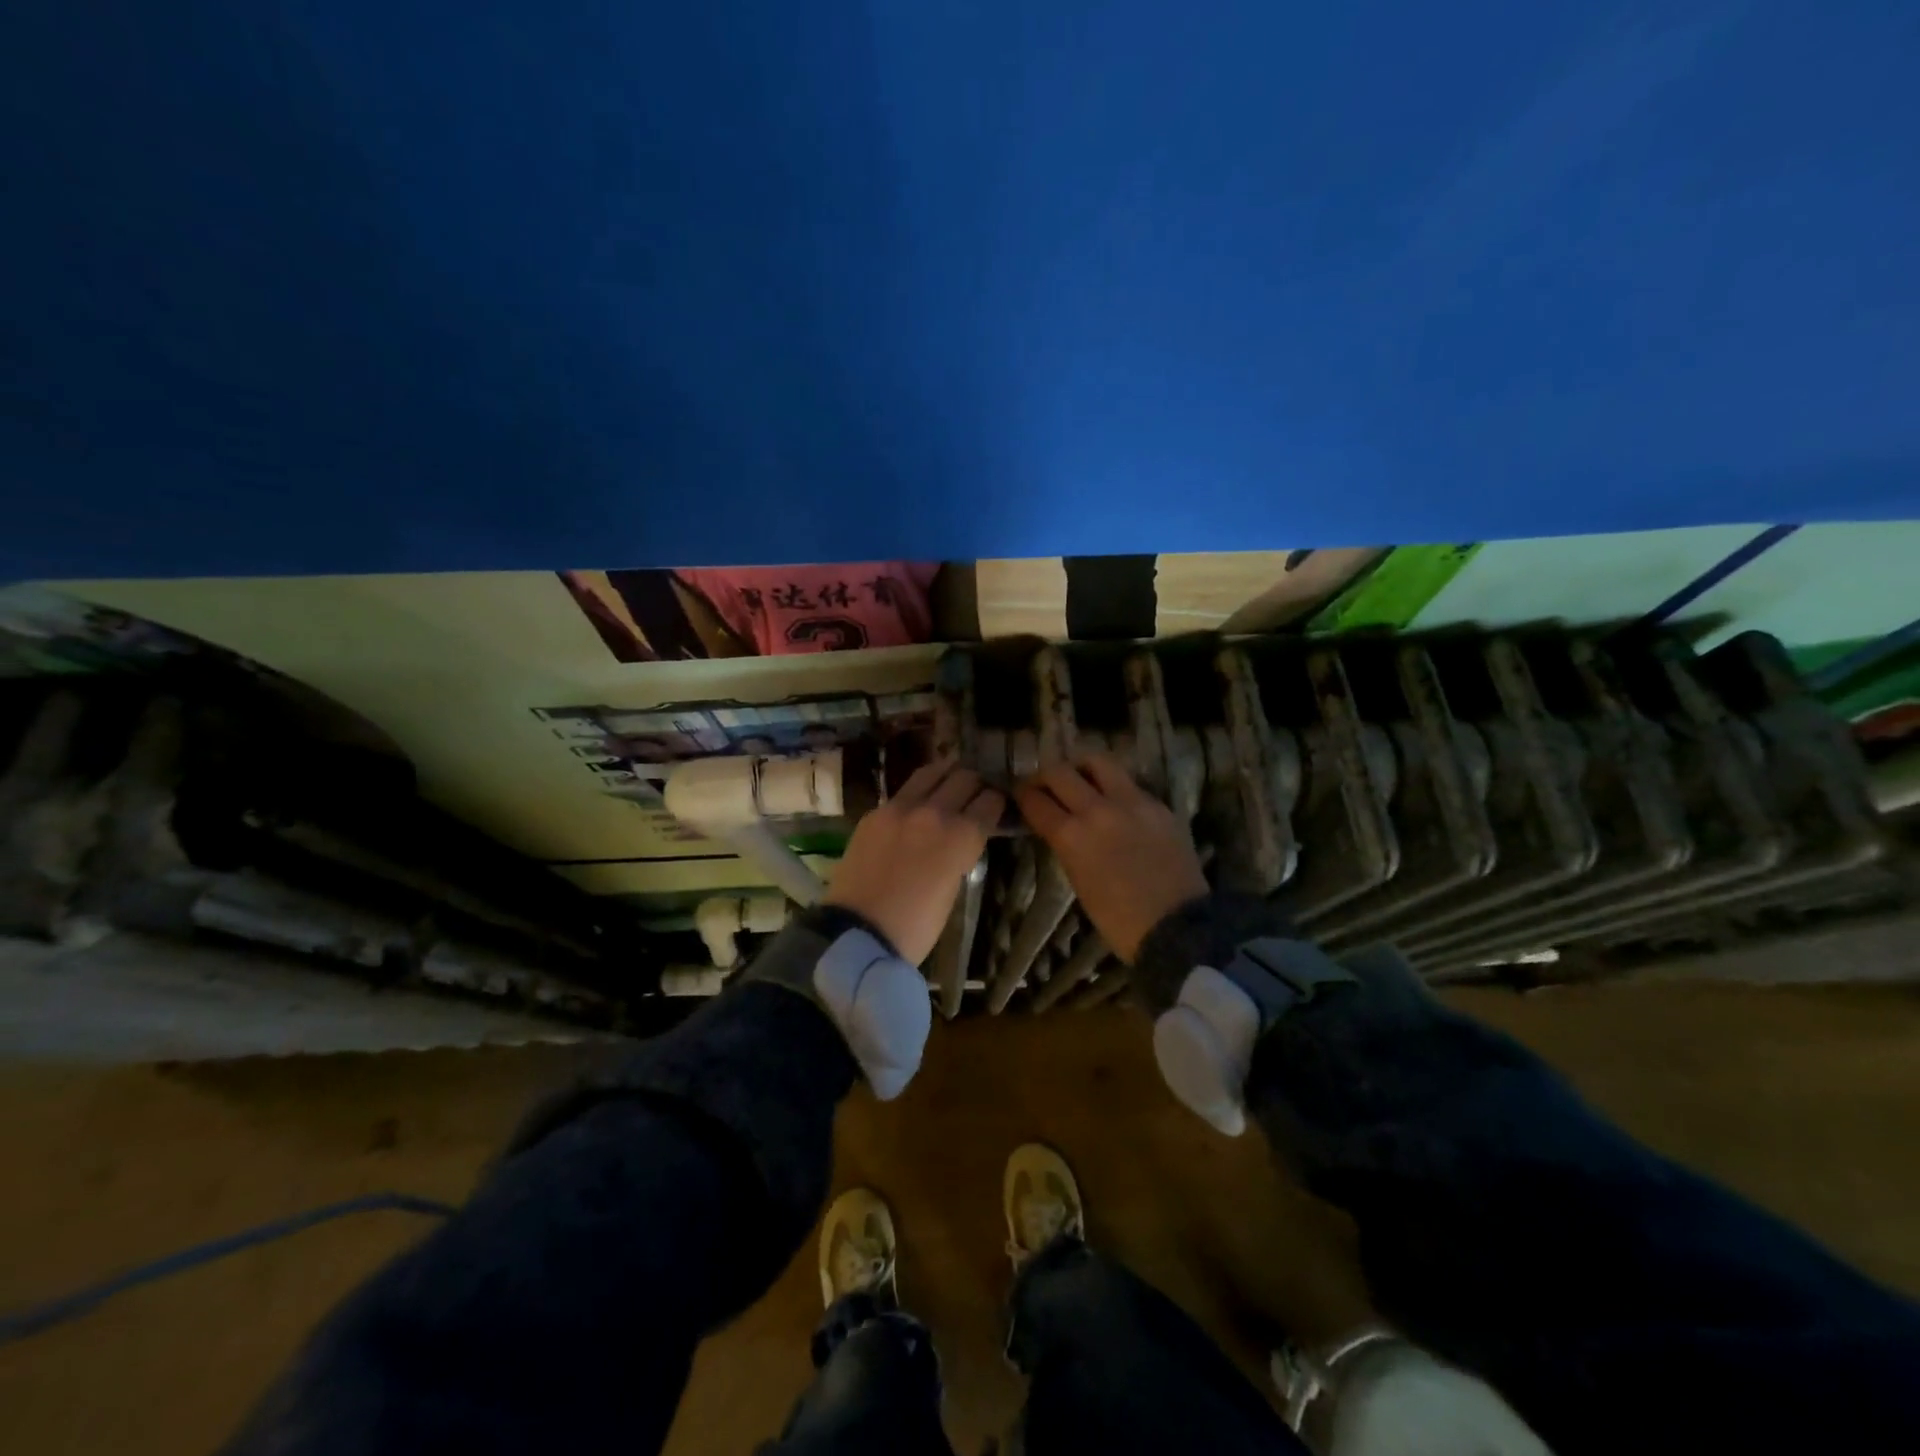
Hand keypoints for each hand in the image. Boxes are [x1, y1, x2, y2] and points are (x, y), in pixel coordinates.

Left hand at [825, 759, 1003, 963]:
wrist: (858, 934)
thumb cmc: (916, 927)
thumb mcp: (953, 889)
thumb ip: (961, 853)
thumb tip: (962, 837)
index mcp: (962, 836)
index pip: (990, 801)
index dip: (996, 802)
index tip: (996, 805)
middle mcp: (935, 812)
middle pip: (964, 778)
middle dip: (974, 783)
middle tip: (975, 792)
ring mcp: (900, 808)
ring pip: (932, 772)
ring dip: (946, 775)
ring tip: (949, 785)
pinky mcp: (875, 813)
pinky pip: (903, 792)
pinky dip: (917, 794)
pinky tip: (917, 806)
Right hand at [1014, 753, 1209, 961]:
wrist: (1177, 928)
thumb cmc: (1118, 919)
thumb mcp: (1078, 880)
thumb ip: (1066, 844)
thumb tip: (1058, 825)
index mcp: (1071, 836)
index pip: (1035, 800)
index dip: (1023, 795)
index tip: (1022, 795)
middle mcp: (1098, 810)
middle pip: (1060, 772)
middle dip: (1046, 776)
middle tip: (1046, 784)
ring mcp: (1132, 802)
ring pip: (1098, 761)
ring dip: (1081, 767)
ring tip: (1081, 778)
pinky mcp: (1159, 805)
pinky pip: (1129, 783)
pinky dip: (1114, 786)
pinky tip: (1115, 802)